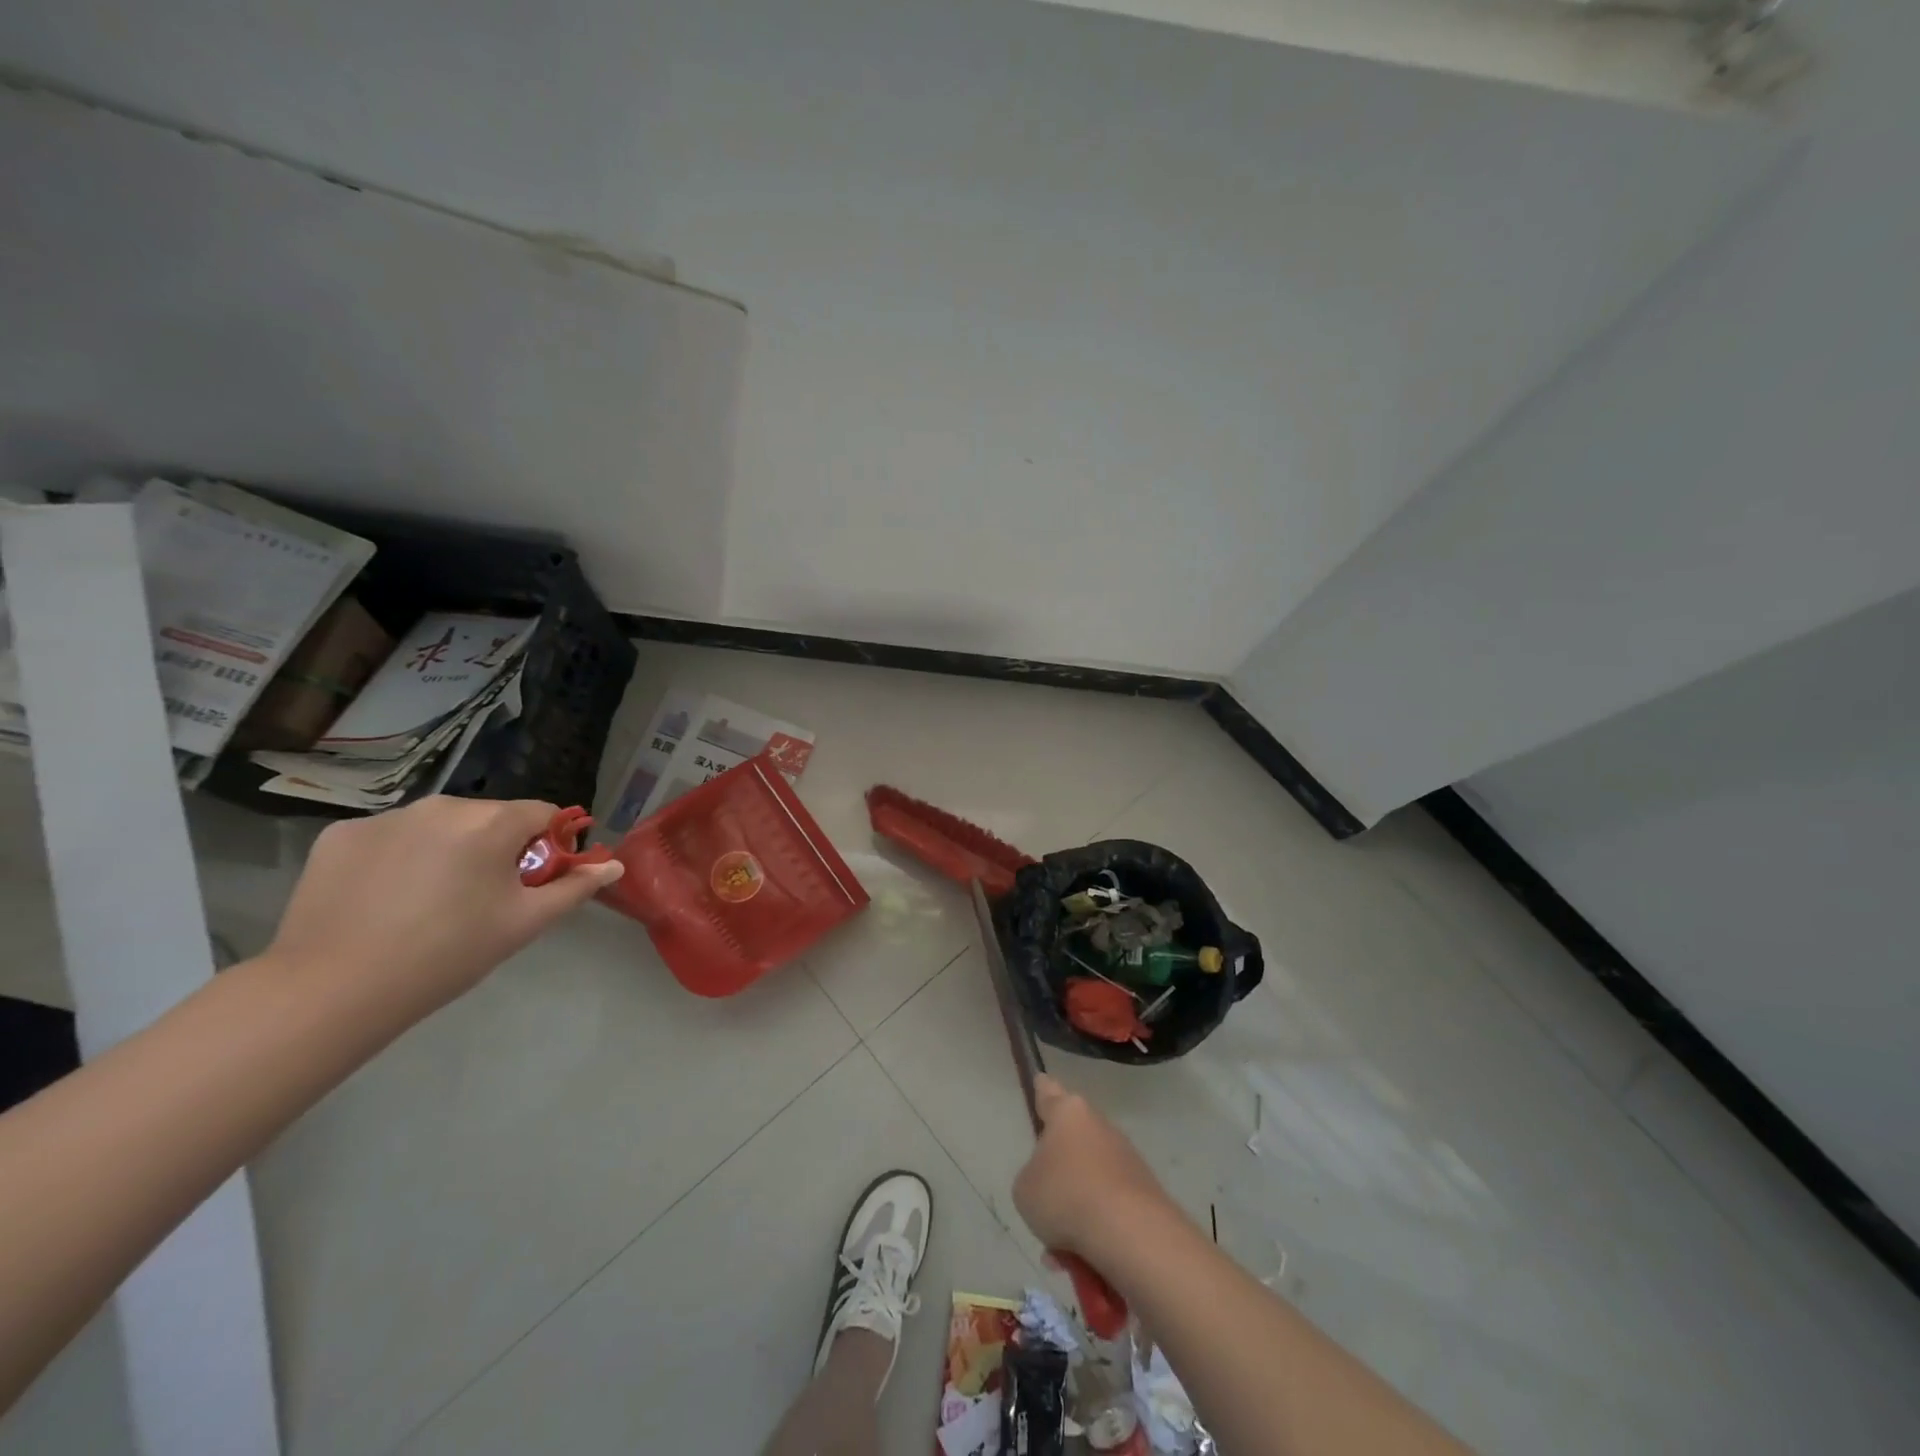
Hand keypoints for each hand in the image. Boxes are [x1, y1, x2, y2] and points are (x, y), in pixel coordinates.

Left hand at [264, 796, 624, 1026]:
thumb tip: (615, 865)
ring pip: (440, 825)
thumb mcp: (524, 923)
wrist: (332, 990)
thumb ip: (574, 887)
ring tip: (430, 900)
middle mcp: (440, 805)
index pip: (542, 813)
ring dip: (449, 848)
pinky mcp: (341, 835)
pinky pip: (391, 836)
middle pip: (490, 817)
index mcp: (490, 822)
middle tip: (483, 897)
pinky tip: (386, 897)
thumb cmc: (447, 954)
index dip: (548, 844)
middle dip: (497, 846)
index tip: (534, 880)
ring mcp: (385, 817)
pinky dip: (400, 856)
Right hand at [1013, 1074, 1174, 1258]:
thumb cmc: (1066, 1197)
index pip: (1048, 1091)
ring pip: (1090, 1180)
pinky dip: (1097, 1229)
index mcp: (1068, 1112)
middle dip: (1059, 1173)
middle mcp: (1099, 1125)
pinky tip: (1086, 1262)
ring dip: (1076, 1209)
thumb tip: (1050, 1183)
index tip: (1039, 1085)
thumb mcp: (1024, 1189)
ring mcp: (1126, 1157)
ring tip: (1062, 1252)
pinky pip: (1109, 1206)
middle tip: (1043, 1207)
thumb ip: (1031, 1177)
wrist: (1131, 1233)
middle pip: (1072, 1142)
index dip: (1041, 1091)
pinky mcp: (1145, 1189)